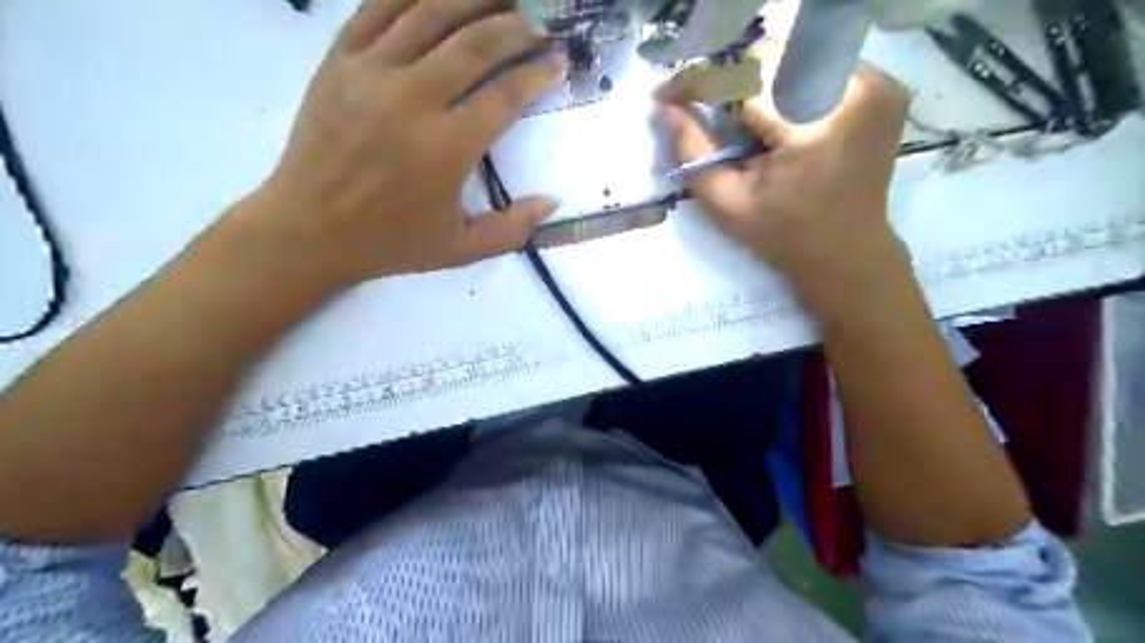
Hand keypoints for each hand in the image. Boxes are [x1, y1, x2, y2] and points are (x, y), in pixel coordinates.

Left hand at [252, 1, 566, 286]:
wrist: (309, 230)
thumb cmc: (390, 242)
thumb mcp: (460, 250)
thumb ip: (512, 228)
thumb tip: (552, 200)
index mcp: (447, 149)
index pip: (506, 95)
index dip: (538, 73)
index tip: (558, 62)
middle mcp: (413, 100)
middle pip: (475, 44)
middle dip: (516, 28)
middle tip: (537, 26)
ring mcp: (371, 73)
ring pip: (430, 13)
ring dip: (473, 0)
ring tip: (500, 0)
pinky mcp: (338, 61)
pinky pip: (378, 8)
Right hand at [662, 54, 912, 292]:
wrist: (848, 250)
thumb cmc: (783, 235)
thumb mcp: (726, 204)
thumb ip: (692, 153)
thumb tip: (666, 107)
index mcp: (814, 127)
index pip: (746, 75)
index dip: (701, 80)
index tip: (668, 96)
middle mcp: (855, 90)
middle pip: (771, 56)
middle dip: (730, 80)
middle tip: (705, 109)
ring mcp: (877, 83)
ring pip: (794, 54)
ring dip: (759, 80)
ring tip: (743, 118)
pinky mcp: (884, 85)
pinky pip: (820, 64)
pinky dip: (789, 82)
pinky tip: (780, 116)